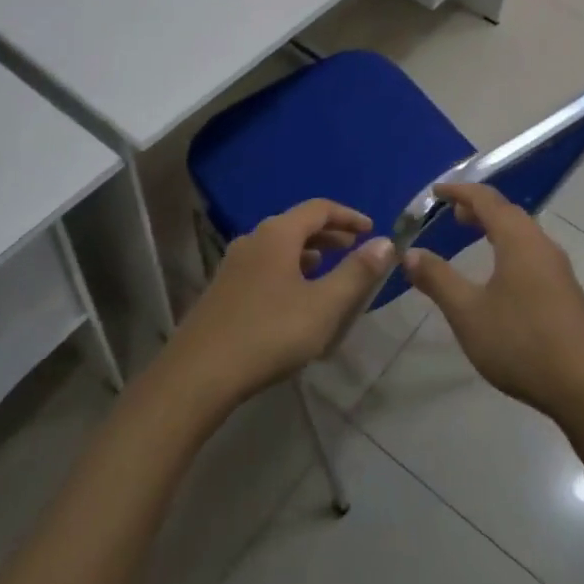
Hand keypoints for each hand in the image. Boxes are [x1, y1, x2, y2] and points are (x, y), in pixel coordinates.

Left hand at [168, 199, 393, 405]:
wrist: (198, 375)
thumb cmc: (269, 333)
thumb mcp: (324, 305)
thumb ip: (357, 272)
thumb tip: (385, 242)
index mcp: (277, 234)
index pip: (319, 208)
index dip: (349, 216)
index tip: (372, 230)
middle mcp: (253, 240)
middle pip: (297, 224)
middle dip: (330, 234)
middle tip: (356, 249)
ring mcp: (233, 264)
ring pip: (279, 247)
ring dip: (309, 252)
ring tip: (329, 271)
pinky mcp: (223, 290)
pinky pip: (265, 266)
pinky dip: (289, 269)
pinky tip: (295, 298)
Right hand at [403, 183, 583, 418]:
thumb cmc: (521, 342)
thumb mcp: (468, 312)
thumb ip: (438, 279)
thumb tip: (410, 253)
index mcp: (518, 240)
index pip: (486, 200)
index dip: (459, 191)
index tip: (436, 192)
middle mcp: (542, 245)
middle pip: (508, 212)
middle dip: (479, 208)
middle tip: (452, 214)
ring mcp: (558, 269)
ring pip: (523, 233)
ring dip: (496, 228)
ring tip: (473, 237)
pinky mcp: (566, 292)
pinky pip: (532, 253)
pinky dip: (509, 247)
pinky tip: (500, 275)